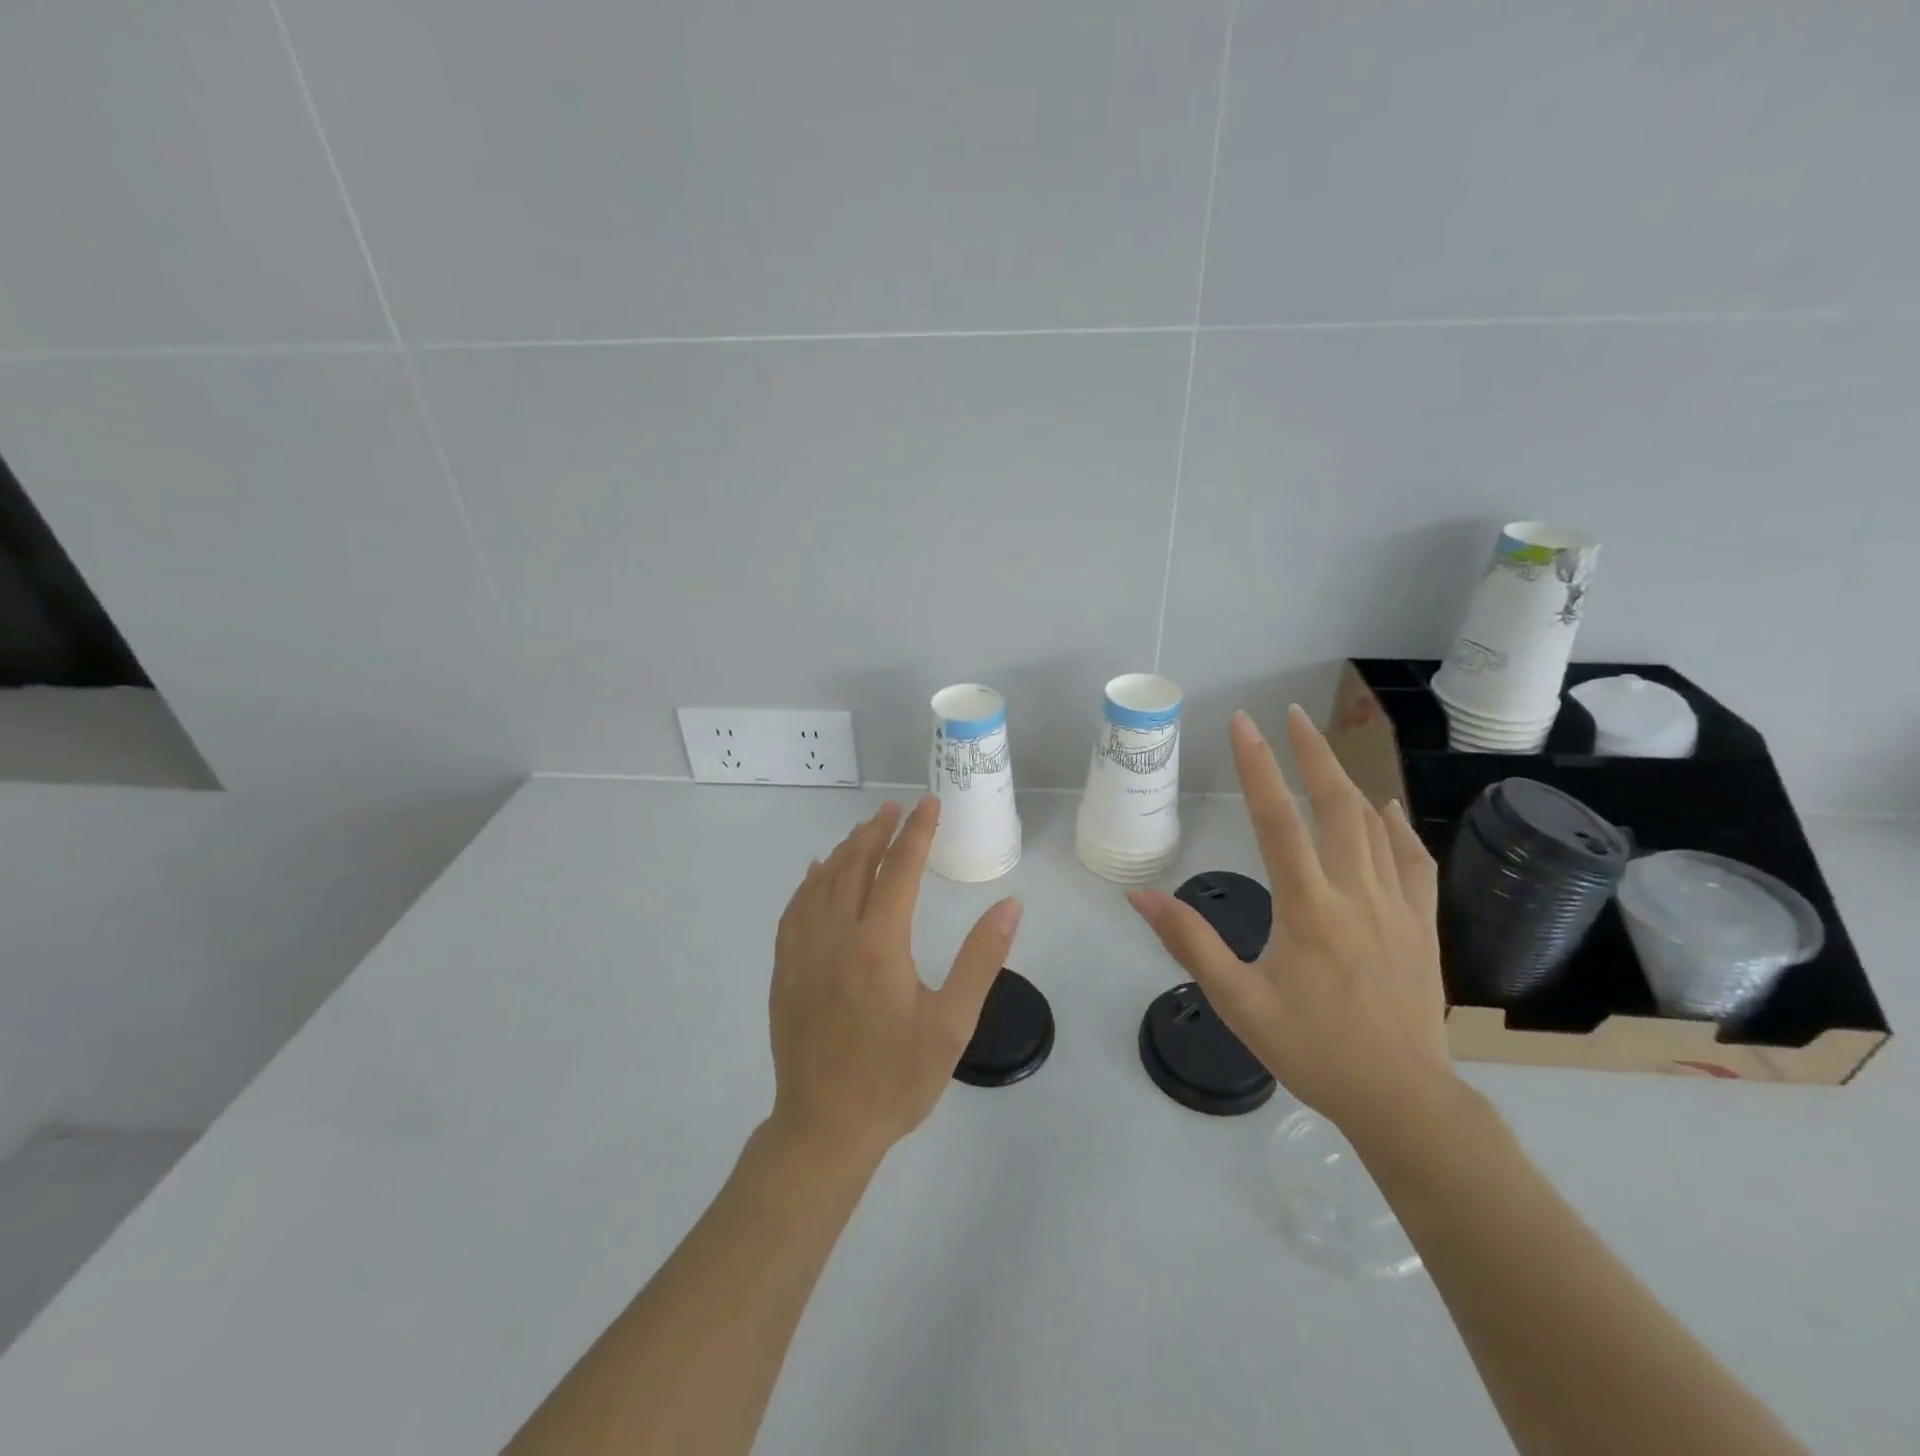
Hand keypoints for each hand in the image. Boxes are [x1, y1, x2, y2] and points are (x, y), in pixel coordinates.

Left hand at [769, 796, 1022, 1160]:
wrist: (825, 1127)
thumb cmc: (896, 1079)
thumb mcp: (952, 1023)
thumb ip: (981, 959)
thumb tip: (1010, 904)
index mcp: (879, 944)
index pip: (900, 869)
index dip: (917, 832)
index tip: (930, 804)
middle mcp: (836, 935)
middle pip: (855, 865)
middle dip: (878, 831)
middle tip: (897, 808)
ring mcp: (803, 952)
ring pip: (822, 881)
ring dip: (845, 850)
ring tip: (864, 830)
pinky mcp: (785, 970)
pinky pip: (795, 909)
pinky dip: (809, 882)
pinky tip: (816, 873)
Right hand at [1128, 706, 1457, 1146]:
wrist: (1403, 1100)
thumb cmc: (1312, 1050)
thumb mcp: (1238, 1002)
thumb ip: (1190, 942)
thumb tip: (1140, 895)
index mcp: (1309, 909)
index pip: (1278, 821)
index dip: (1258, 767)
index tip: (1244, 724)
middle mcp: (1356, 895)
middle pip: (1336, 807)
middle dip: (1312, 754)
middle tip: (1291, 714)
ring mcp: (1397, 907)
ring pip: (1374, 827)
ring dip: (1347, 780)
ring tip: (1324, 747)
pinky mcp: (1421, 926)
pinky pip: (1413, 862)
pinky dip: (1398, 828)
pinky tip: (1387, 809)